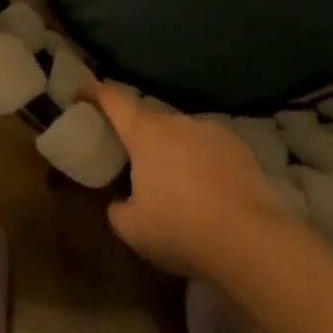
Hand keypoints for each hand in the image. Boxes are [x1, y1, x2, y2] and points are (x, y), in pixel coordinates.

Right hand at [90, 85, 293, 278]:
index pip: (114, 100)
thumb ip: (117, 208)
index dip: (94, 92)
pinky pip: (210, 147)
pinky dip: (201, 160)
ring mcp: (213, 131)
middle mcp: (178, 122)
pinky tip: (207, 189)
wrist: (252, 241)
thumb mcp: (131, 228)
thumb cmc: (180, 229)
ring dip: (172, 148)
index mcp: (145, 133)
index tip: (81, 92)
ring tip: (174, 179)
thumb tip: (121, 202)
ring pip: (182, 132)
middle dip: (137, 131)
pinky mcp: (242, 148)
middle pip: (149, 117)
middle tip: (131, 155)